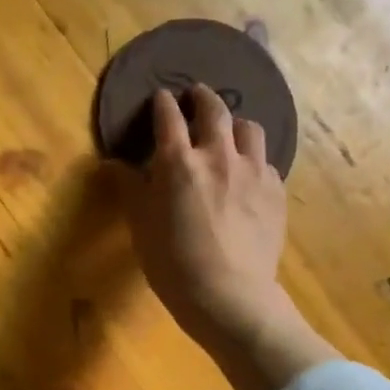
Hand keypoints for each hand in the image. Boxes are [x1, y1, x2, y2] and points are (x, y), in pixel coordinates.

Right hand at [122, 87, 336, 389]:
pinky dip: (253, 158)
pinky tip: (248, 172)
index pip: (169, 118)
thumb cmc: (172, 261)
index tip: (161, 97)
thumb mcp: (139, 224)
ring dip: (235, 123)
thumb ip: (129, 187)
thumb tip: (113, 164)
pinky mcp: (275, 192)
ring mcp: (253, 172)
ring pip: (249, 129)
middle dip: (203, 97)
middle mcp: (219, 156)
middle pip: (214, 111)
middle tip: (197, 94)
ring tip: (229, 131)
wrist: (228, 295)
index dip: (163, 104)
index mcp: (178, 162)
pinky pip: (266, 161)